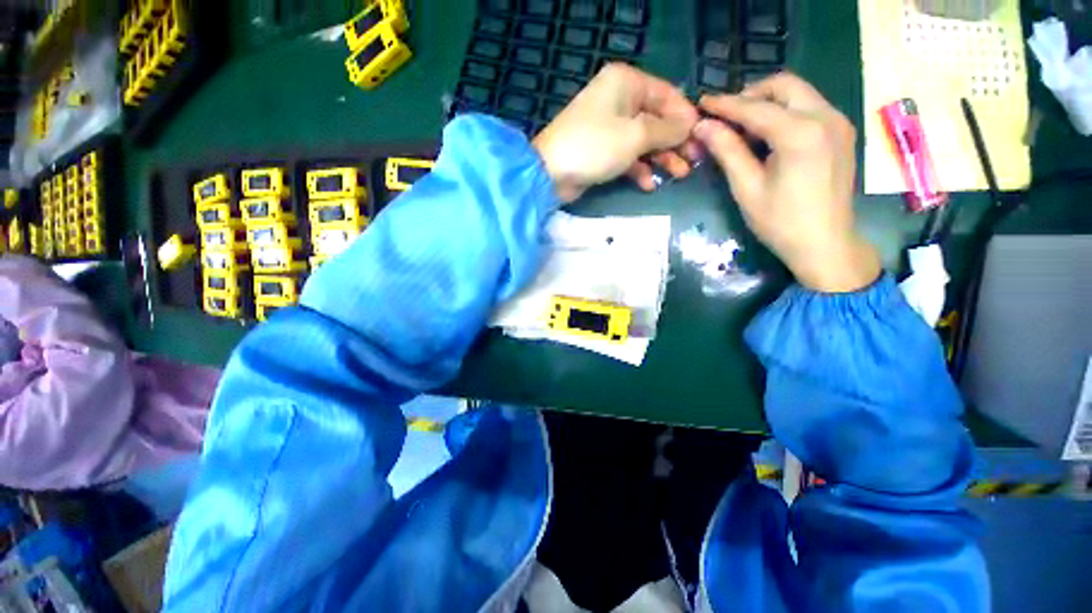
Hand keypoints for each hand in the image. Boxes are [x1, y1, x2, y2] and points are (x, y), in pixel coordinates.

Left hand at [533, 63, 700, 202]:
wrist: (550, 173)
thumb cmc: (595, 146)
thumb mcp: (636, 135)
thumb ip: (667, 130)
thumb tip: (690, 125)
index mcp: (627, 83)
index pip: (668, 95)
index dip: (686, 118)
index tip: (701, 140)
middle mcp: (618, 100)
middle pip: (657, 120)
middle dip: (675, 142)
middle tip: (693, 163)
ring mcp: (609, 127)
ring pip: (644, 141)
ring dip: (661, 158)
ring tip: (678, 176)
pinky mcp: (602, 151)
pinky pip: (628, 157)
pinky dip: (639, 170)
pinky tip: (649, 185)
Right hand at [692, 73, 880, 292]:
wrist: (826, 243)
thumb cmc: (780, 222)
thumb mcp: (747, 188)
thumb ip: (727, 151)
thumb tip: (702, 126)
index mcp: (800, 133)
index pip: (754, 107)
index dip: (724, 104)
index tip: (702, 103)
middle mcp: (825, 116)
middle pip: (784, 85)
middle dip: (751, 94)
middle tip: (726, 117)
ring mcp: (838, 122)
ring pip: (798, 93)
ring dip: (768, 102)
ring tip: (743, 128)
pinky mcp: (842, 131)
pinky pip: (810, 107)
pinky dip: (785, 111)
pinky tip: (769, 135)